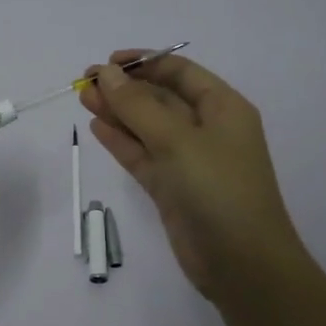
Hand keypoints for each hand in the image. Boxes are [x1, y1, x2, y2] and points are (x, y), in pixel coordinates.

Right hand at [79, 52, 305, 301]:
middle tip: (86, 81)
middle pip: (161, 99)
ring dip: (118, 112)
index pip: (180, 72)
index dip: (145, 63)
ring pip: (148, 128)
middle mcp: (208, 130)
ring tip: (83, 98)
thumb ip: (138, 106)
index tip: (109, 62)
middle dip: (125, 88)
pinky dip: (122, 142)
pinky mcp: (173, 189)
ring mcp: (189, 161)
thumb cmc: (217, 188)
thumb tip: (107, 72)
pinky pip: (143, 156)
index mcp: (223, 108)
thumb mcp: (177, 140)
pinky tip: (97, 127)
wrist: (241, 263)